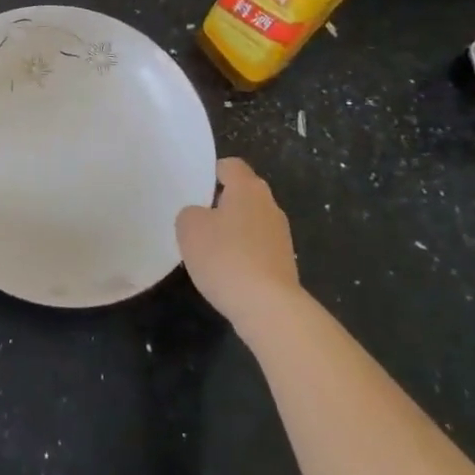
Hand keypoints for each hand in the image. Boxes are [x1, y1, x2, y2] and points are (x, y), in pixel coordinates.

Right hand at [176, 157, 300, 336]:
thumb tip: (201, 216)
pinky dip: (244, 254)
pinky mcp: (285, 265)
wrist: (269, 308)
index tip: (197, 185)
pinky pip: (258, 248)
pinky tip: (228, 271)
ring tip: (210, 248)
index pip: (231, 166)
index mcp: (248, 188)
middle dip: (223, 202)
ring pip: (252, 222)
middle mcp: (270, 206)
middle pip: (245, 193)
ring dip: (234, 230)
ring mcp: (281, 236)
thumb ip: (191, 213)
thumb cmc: (226, 257)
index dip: (213, 171)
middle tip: (198, 216)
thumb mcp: (189, 228)